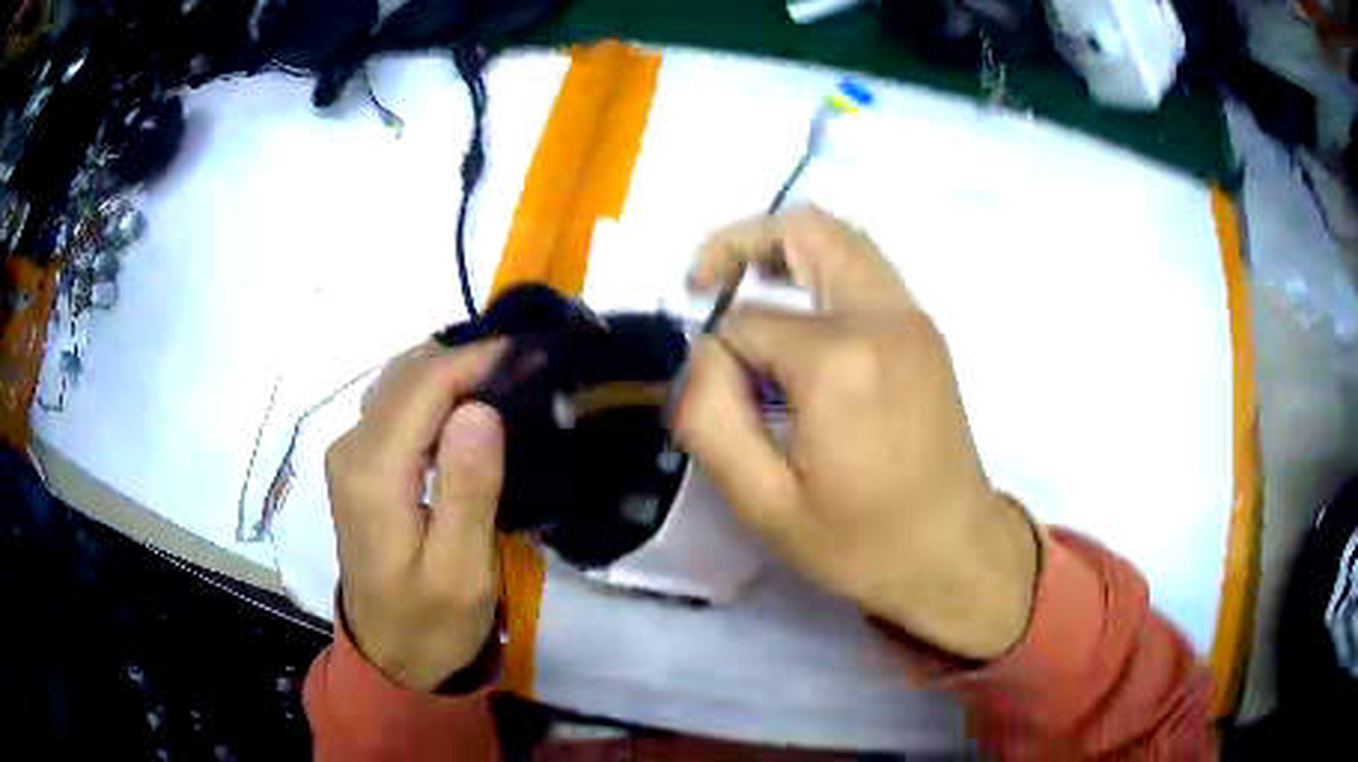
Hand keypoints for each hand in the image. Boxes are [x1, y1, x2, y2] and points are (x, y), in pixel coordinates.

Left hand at [325, 339, 507, 690]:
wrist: (389, 654)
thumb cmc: (431, 622)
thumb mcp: (461, 571)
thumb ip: (467, 489)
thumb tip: (480, 409)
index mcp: (373, 473)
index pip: (424, 386)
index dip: (478, 358)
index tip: (533, 351)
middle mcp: (351, 448)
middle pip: (408, 374)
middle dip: (467, 358)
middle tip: (529, 366)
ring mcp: (349, 453)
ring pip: (400, 382)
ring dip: (451, 371)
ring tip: (507, 379)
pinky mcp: (358, 462)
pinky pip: (396, 404)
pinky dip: (435, 391)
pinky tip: (469, 405)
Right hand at [676, 207, 1037, 658]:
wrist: (954, 552)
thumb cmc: (862, 542)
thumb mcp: (764, 504)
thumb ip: (710, 419)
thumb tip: (704, 355)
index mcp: (843, 362)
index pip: (747, 322)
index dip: (717, 359)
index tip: (719, 404)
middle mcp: (884, 317)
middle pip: (804, 232)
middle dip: (739, 243)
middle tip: (701, 282)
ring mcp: (913, 316)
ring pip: (840, 237)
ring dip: (781, 247)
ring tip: (740, 284)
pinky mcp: (924, 327)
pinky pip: (863, 267)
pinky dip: (817, 267)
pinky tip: (794, 310)